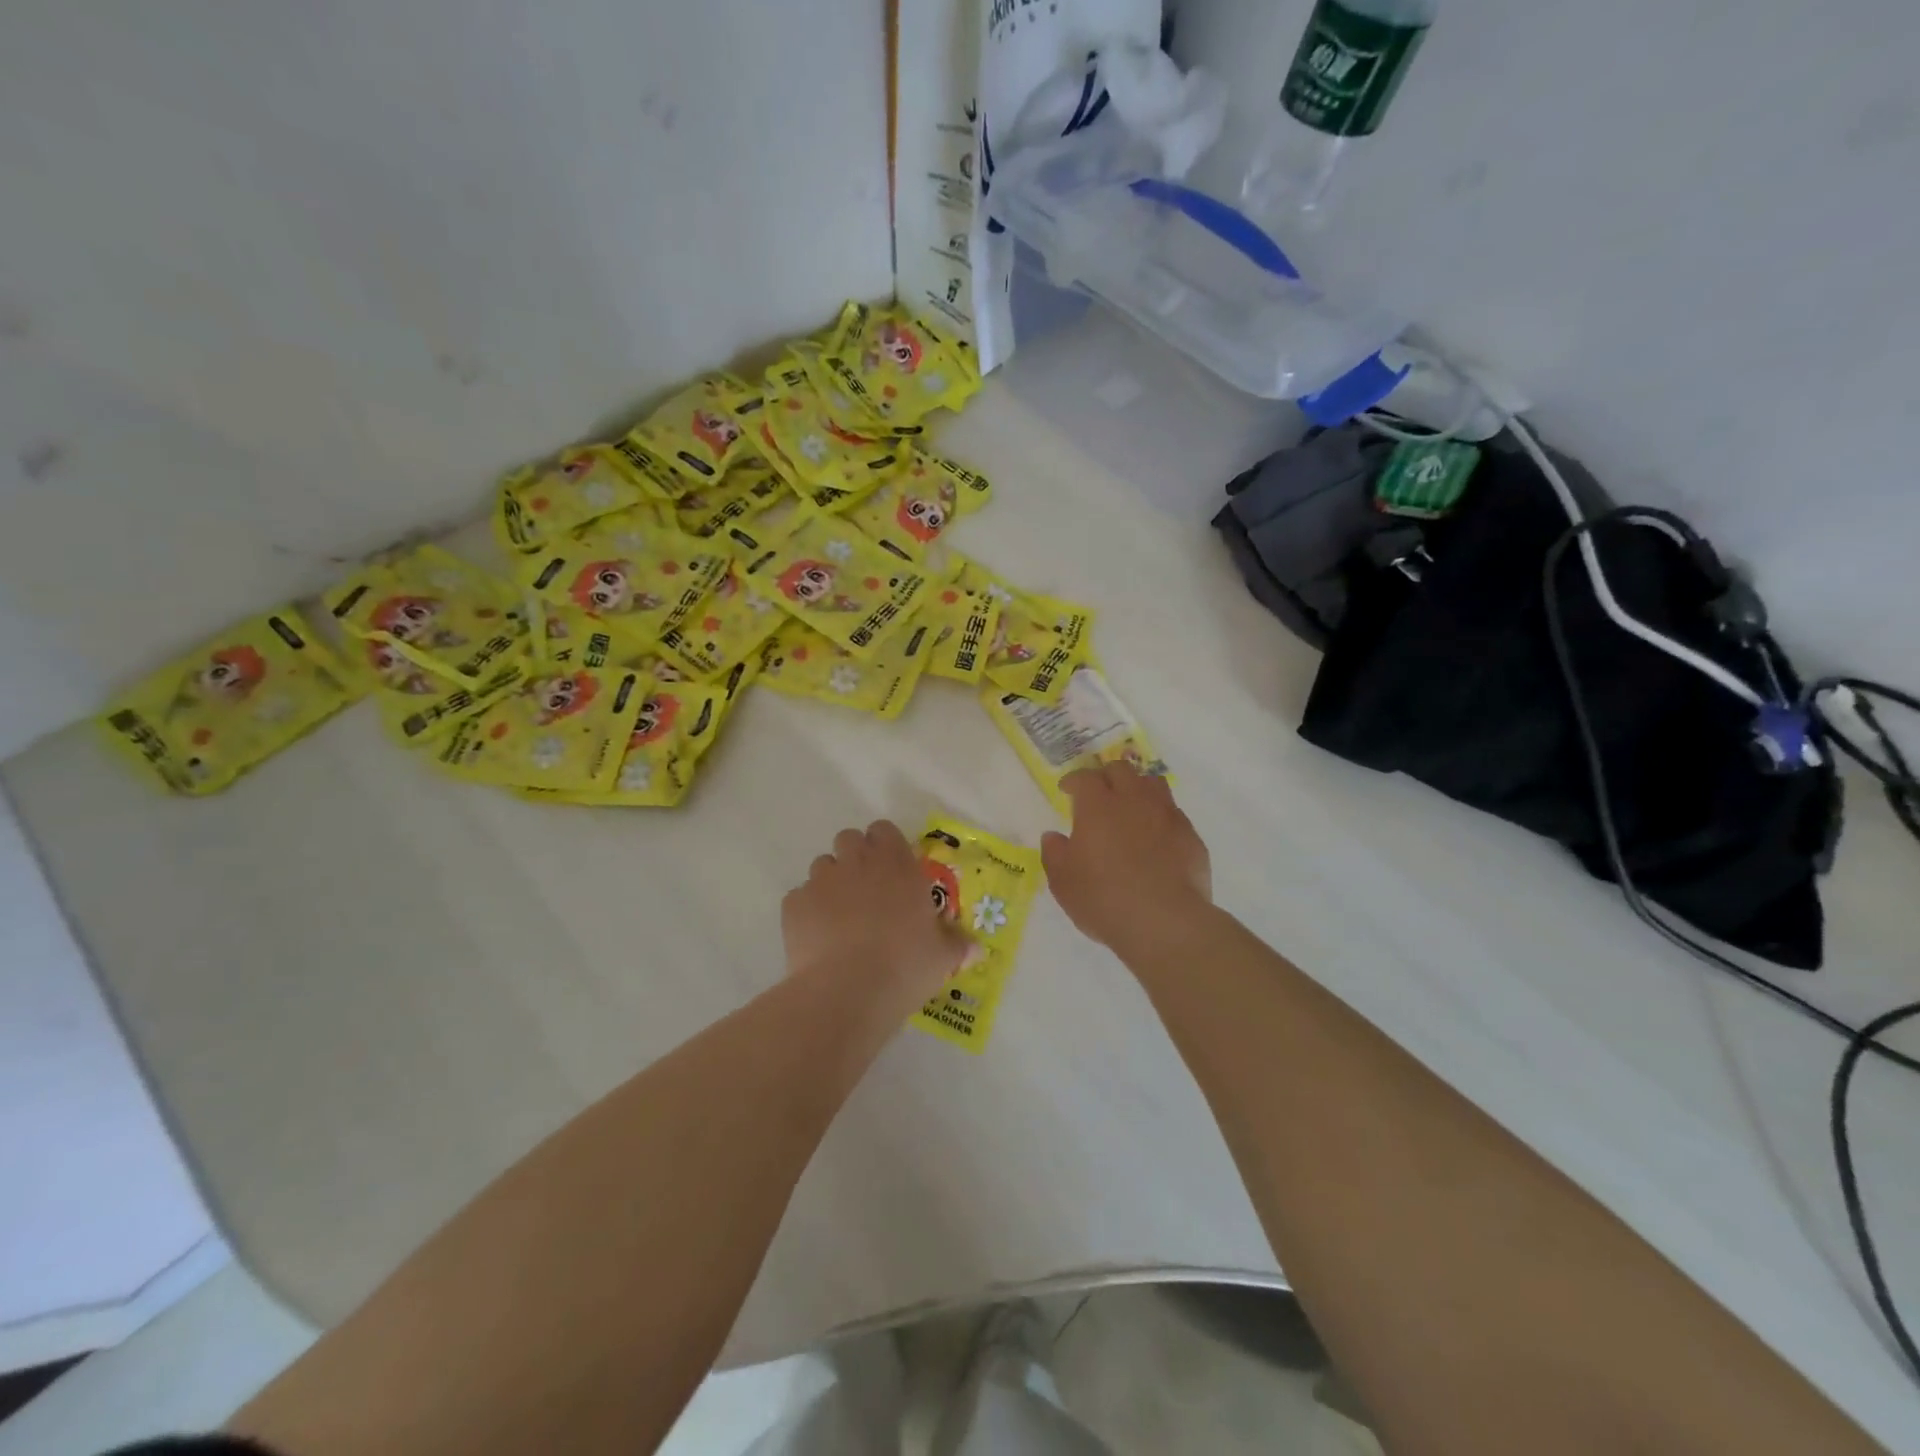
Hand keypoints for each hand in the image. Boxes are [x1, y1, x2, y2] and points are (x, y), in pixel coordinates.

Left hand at [782, 820, 969, 1015]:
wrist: (846, 991)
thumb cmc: (904, 966)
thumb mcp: (942, 958)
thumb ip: (957, 945)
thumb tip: (976, 948)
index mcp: (896, 864)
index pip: (885, 831)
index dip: (886, 846)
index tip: (893, 870)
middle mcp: (857, 862)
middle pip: (850, 839)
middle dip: (855, 858)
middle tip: (867, 892)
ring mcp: (821, 881)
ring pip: (822, 866)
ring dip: (831, 883)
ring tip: (840, 917)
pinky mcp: (793, 905)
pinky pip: (800, 898)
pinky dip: (808, 911)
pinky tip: (818, 939)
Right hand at [1042, 764, 1212, 958]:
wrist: (1165, 922)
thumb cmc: (1103, 899)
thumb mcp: (1063, 882)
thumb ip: (1055, 853)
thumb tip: (1054, 836)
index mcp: (1098, 806)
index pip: (1084, 777)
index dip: (1074, 780)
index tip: (1067, 790)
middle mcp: (1133, 800)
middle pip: (1121, 770)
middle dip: (1107, 776)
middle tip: (1099, 794)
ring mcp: (1167, 815)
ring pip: (1153, 784)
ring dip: (1138, 788)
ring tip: (1131, 807)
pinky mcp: (1191, 836)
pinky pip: (1174, 814)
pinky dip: (1161, 817)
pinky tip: (1156, 838)